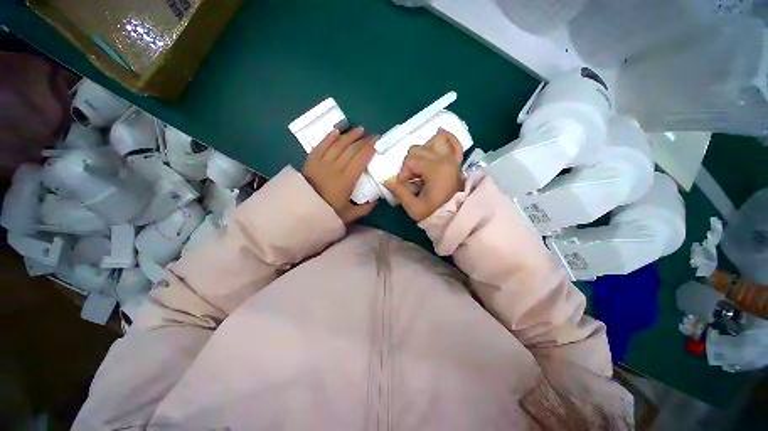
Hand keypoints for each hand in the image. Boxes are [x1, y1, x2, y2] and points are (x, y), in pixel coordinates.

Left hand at [302, 127, 377, 222]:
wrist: (301, 210)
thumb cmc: (326, 212)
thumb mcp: (348, 215)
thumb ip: (364, 209)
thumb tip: (376, 201)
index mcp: (345, 181)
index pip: (360, 160)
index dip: (369, 149)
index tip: (377, 142)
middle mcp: (334, 168)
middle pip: (350, 150)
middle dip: (363, 140)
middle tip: (372, 136)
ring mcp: (321, 163)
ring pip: (337, 145)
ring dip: (349, 135)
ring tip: (359, 129)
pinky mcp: (311, 161)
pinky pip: (321, 145)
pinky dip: (329, 137)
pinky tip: (336, 131)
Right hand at [384, 129, 463, 221]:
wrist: (455, 216)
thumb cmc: (434, 213)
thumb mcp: (414, 207)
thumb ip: (399, 192)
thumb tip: (386, 181)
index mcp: (435, 169)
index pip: (410, 161)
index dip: (403, 174)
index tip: (406, 187)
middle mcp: (445, 158)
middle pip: (418, 149)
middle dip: (410, 164)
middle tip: (413, 180)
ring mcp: (452, 158)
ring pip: (433, 140)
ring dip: (423, 150)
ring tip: (421, 165)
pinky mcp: (456, 160)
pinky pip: (453, 141)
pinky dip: (446, 137)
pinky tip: (438, 136)